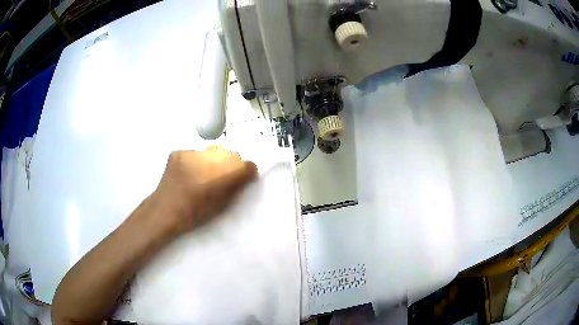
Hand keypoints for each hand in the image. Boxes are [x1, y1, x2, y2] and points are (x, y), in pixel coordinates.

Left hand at [151, 145, 257, 234]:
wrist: (163, 211)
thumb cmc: (193, 215)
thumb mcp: (220, 206)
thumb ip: (235, 188)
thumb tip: (245, 176)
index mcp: (219, 178)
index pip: (244, 165)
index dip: (248, 170)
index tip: (246, 175)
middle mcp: (206, 160)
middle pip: (230, 154)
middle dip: (231, 163)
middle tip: (225, 176)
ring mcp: (190, 154)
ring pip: (212, 151)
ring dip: (214, 160)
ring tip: (205, 173)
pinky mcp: (178, 152)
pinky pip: (195, 153)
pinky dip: (197, 161)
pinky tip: (190, 173)